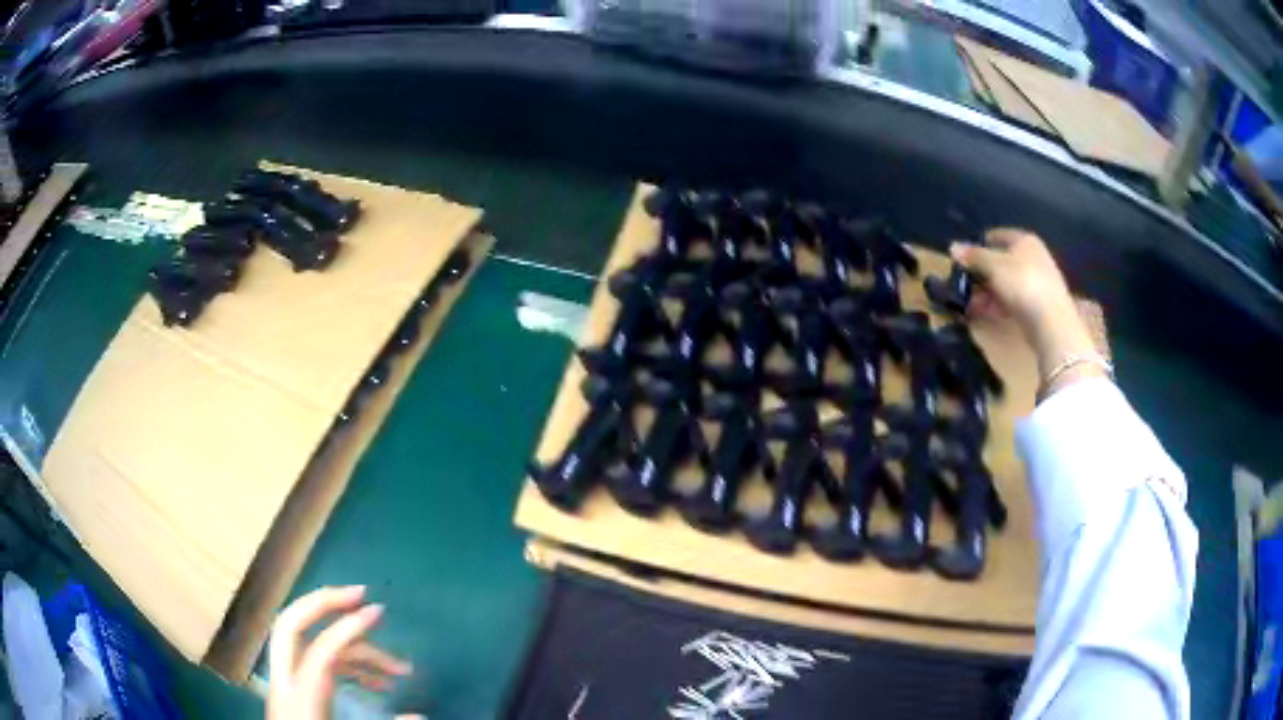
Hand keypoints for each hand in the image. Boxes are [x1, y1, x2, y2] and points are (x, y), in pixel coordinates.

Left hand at [267, 586, 414, 719]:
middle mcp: (285, 684)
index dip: (349, 628)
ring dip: (351, 647)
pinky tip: (379, 684)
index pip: (320, 650)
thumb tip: (420, 716)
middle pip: (291, 625)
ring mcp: (287, 688)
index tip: (380, 612)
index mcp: (300, 699)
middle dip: (324, 603)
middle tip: (360, 595)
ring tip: (397, 668)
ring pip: (310, 646)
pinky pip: (317, 666)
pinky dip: (347, 665)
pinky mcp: (296, 696)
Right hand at [950, 229, 1103, 396]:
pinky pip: (1013, 300)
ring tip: (968, 302)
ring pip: (1007, 283)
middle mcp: (1034, 258)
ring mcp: (1037, 283)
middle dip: (983, 272)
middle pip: (1003, 261)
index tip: (966, 255)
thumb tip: (953, 247)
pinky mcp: (1037, 306)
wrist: (1051, 322)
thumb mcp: (993, 266)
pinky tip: (984, 313)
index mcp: (1026, 241)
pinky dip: (998, 304)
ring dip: (987, 291)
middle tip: (964, 282)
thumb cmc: (1023, 283)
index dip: (982, 243)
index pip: (1000, 235)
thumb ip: (973, 256)